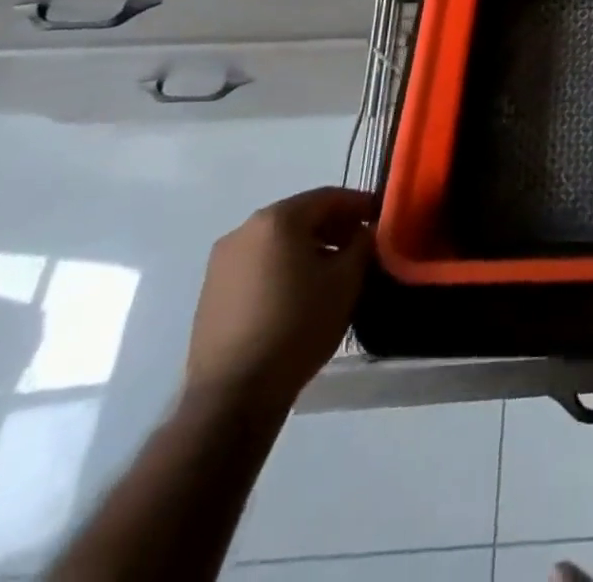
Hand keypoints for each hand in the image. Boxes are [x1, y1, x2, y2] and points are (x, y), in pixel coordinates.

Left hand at [185, 186, 375, 412]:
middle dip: (334, 226)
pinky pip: (258, 265)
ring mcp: (221, 263)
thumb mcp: (347, 280)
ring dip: (308, 248)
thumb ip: (363, 244)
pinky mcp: (211, 293)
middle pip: (300, 216)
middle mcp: (244, 230)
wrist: (233, 395)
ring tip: (333, 272)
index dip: (360, 204)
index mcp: (277, 219)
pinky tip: (300, 293)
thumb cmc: (298, 325)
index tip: (381, 218)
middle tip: (361, 245)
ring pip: (278, 241)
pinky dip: (283, 267)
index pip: (329, 197)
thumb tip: (366, 232)